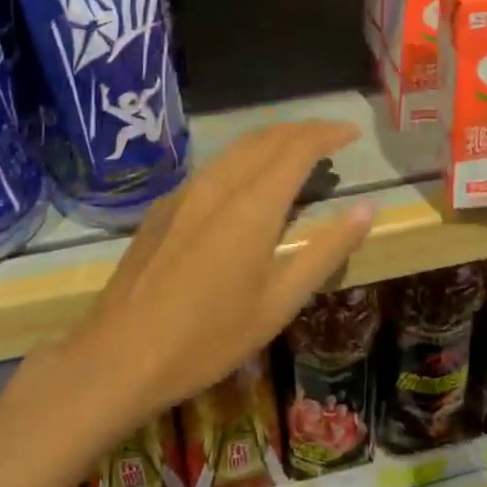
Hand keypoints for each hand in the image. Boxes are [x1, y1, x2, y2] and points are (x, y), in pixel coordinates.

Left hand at [55, 121, 375, 420]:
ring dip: (272, 141)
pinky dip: (243, 161)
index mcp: (253, 204)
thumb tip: (367, 209)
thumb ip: (326, 250)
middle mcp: (219, 183)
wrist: (119, 355)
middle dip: (303, 130)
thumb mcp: (279, 303)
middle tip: (331, 140)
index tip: (352, 133)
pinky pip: (213, 167)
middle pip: (267, 137)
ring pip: (236, 148)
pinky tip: (246, 185)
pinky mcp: (164, 206)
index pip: (298, 146)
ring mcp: (185, 192)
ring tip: (295, 155)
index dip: (328, 133)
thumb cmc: (209, 337)